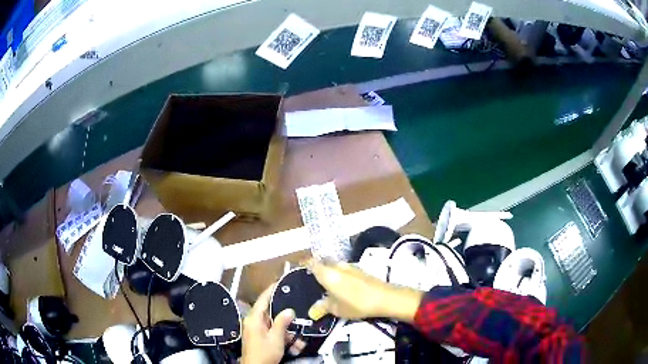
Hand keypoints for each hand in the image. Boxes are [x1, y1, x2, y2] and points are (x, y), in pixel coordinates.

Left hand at [241, 284, 294, 363]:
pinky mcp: (261, 338)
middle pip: (271, 313)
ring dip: (288, 332)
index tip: (280, 282)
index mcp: (254, 319)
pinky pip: (274, 333)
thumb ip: (282, 323)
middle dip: (286, 318)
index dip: (271, 290)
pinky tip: (294, 345)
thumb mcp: (276, 338)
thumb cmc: (263, 353)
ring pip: (275, 325)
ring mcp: (257, 331)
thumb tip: (289, 310)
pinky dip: (284, 338)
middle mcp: (254, 323)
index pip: (262, 299)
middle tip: (298, 316)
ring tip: (298, 341)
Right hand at [307, 259, 423, 322]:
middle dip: (317, 267)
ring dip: (330, 271)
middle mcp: (337, 266)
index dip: (305, 263)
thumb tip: (312, 311)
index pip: (312, 263)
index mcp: (328, 273)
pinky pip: (344, 270)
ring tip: (326, 283)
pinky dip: (340, 275)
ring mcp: (350, 266)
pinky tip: (341, 285)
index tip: (299, 266)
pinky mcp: (360, 270)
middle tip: (312, 278)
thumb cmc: (356, 303)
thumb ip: (323, 307)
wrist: (384, 297)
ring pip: (335, 265)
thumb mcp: (337, 309)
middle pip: (323, 262)